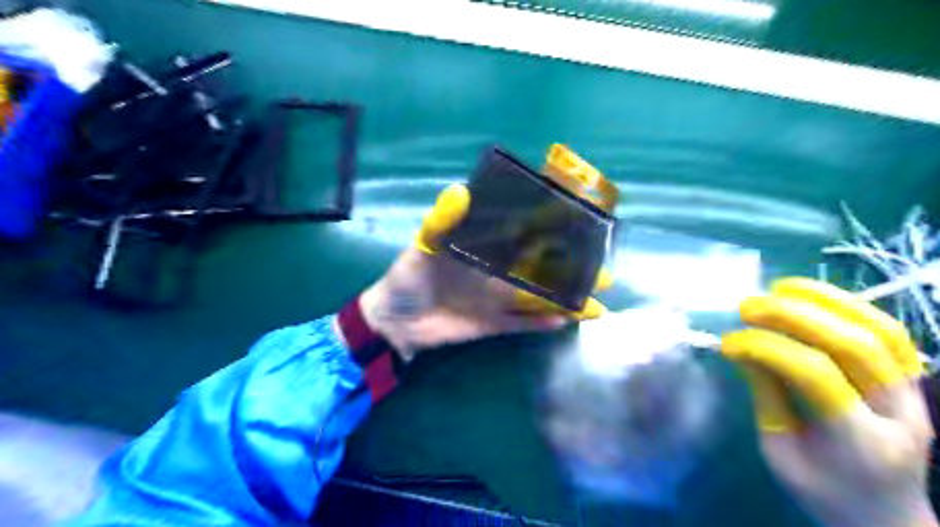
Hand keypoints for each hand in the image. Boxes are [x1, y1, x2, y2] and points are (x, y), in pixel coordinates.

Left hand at [361, 181, 610, 362]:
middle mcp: (497, 273)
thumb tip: (458, 190)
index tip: (581, 225)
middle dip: (570, 271)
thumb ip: (443, 221)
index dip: (551, 231)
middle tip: (602, 271)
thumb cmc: (407, 277)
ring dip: (565, 301)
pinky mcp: (492, 325)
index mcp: (486, 250)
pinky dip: (542, 323)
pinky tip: (566, 321)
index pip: (524, 237)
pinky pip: (522, 324)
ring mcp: (497, 300)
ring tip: (596, 303)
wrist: (394, 321)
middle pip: (541, 271)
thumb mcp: (424, 246)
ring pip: (538, 299)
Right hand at [721, 275, 930, 525]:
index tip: (729, 342)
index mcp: (861, 443)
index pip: (816, 376)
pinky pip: (891, 332)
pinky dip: (851, 305)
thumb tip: (741, 348)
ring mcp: (915, 394)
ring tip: (780, 287)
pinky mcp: (914, 380)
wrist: (886, 516)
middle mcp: (899, 413)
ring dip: (826, 300)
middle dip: (794, 316)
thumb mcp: (780, 453)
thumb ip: (766, 397)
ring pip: (881, 330)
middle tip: (748, 306)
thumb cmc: (823, 491)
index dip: (768, 349)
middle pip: (853, 345)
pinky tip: (814, 296)